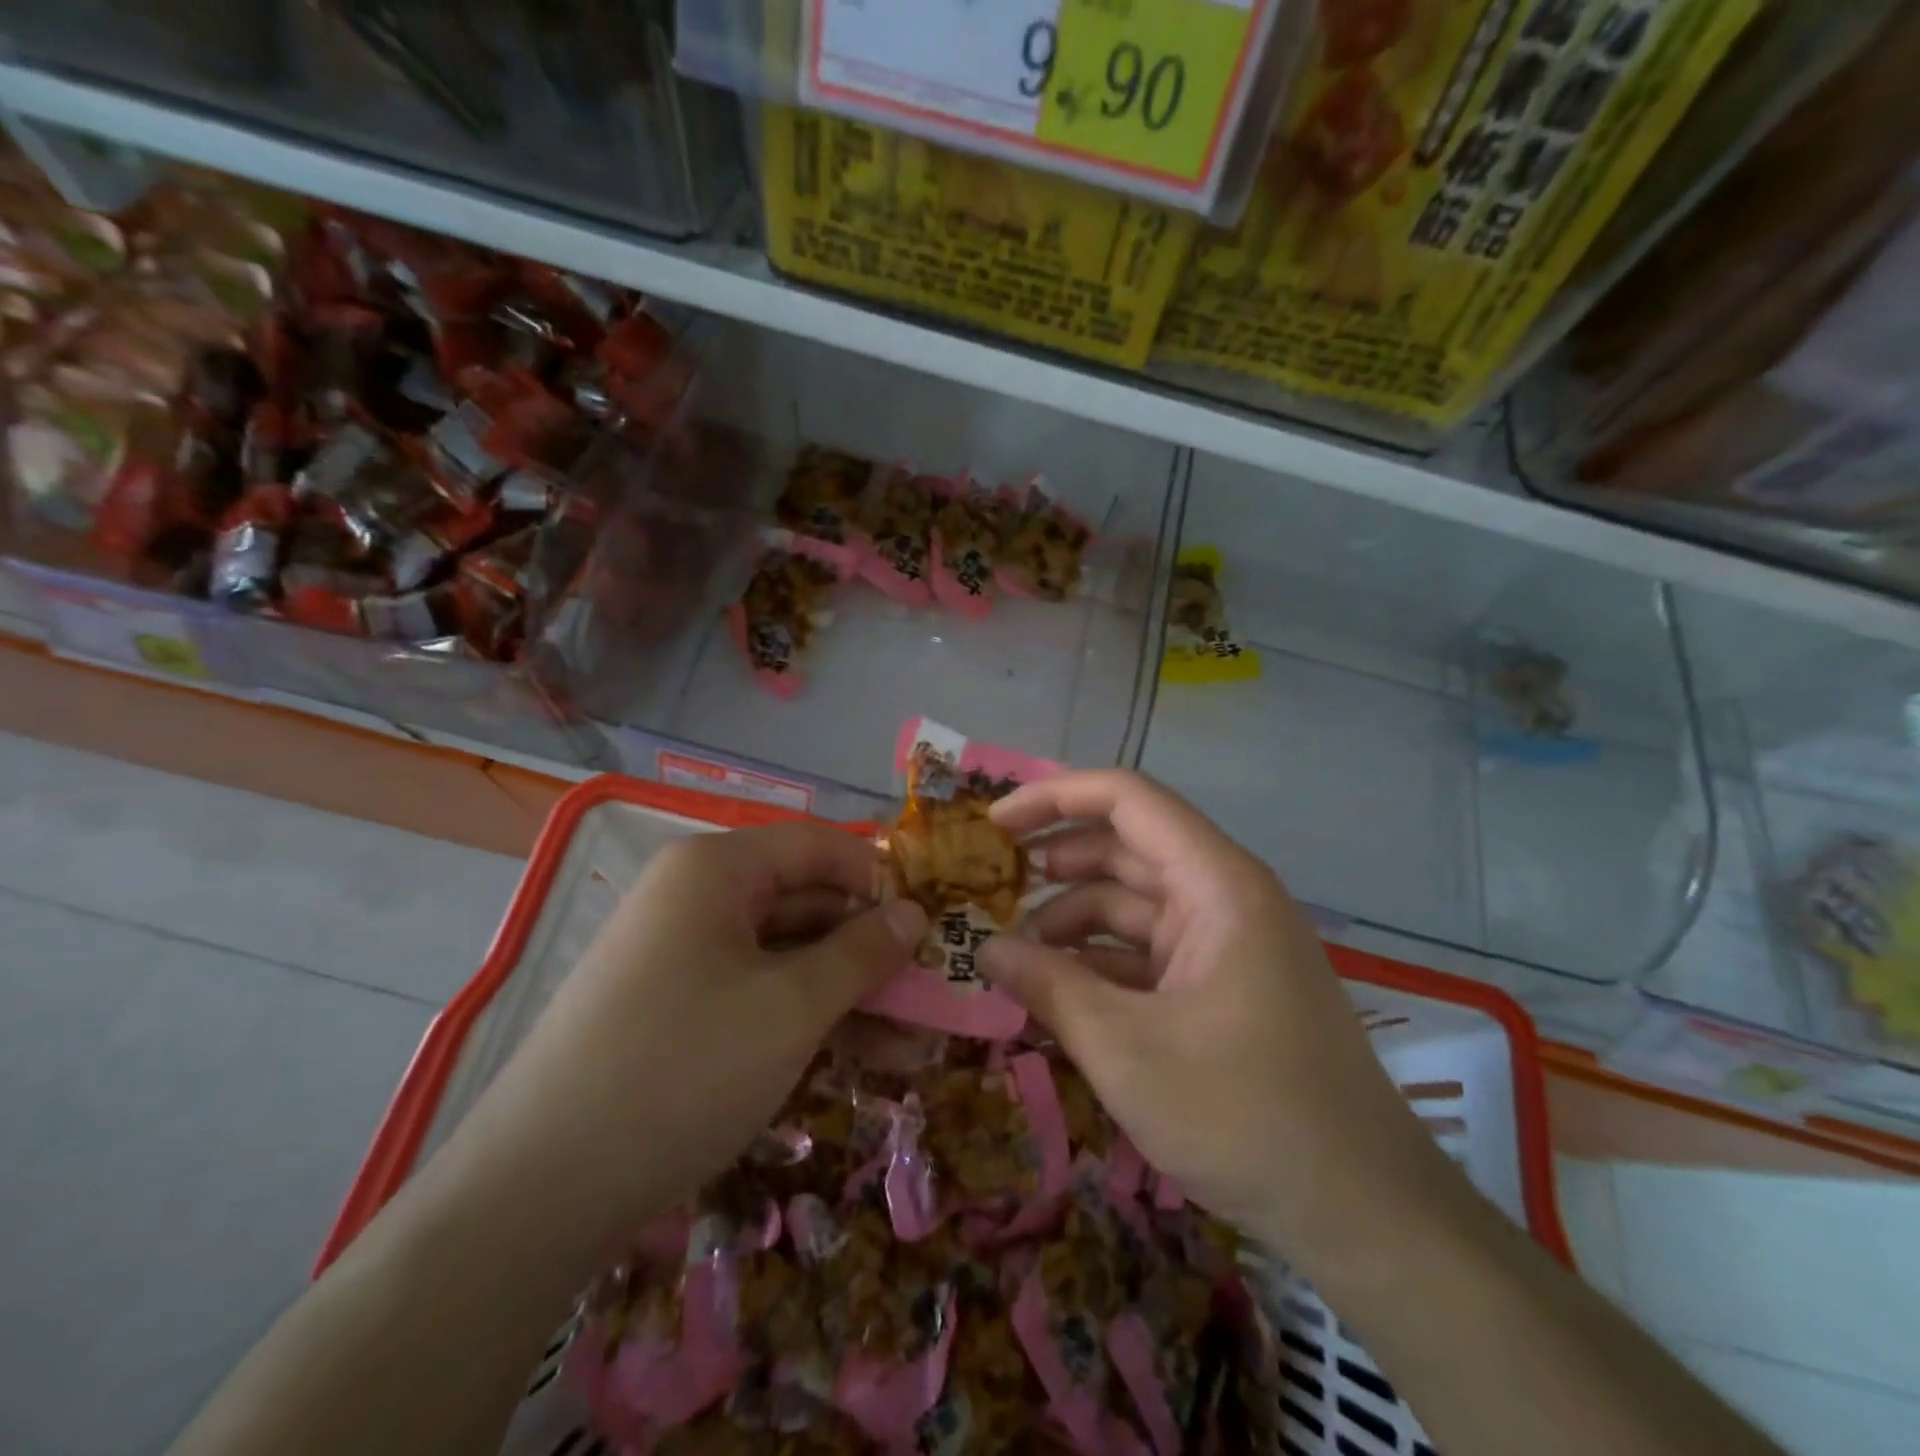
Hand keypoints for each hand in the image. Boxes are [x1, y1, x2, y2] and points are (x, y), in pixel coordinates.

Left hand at [429, 822, 926, 1258]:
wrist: (534, 1196)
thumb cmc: (682, 1069)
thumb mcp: (791, 1007)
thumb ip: (862, 952)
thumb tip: (915, 913)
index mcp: (716, 870)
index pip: (819, 845)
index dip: (879, 878)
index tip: (930, 925)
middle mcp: (698, 900)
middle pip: (806, 902)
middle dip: (871, 948)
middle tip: (933, 991)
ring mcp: (685, 960)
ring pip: (788, 958)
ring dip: (850, 996)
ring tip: (917, 1044)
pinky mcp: (679, 1014)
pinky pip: (759, 998)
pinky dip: (809, 1022)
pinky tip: (865, 1062)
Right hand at [980, 771, 1442, 1257]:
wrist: (1364, 1214)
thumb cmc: (1244, 1114)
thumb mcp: (1126, 1049)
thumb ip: (1049, 987)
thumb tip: (985, 951)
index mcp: (1217, 884)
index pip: (1128, 800)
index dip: (1055, 797)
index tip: (994, 823)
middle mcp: (1225, 896)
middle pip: (1128, 847)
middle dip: (1057, 861)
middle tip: (991, 883)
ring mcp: (1228, 942)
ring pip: (1135, 903)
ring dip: (1073, 918)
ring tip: (1015, 952)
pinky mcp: (1225, 985)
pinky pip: (1151, 950)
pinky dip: (1102, 961)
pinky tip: (1059, 990)